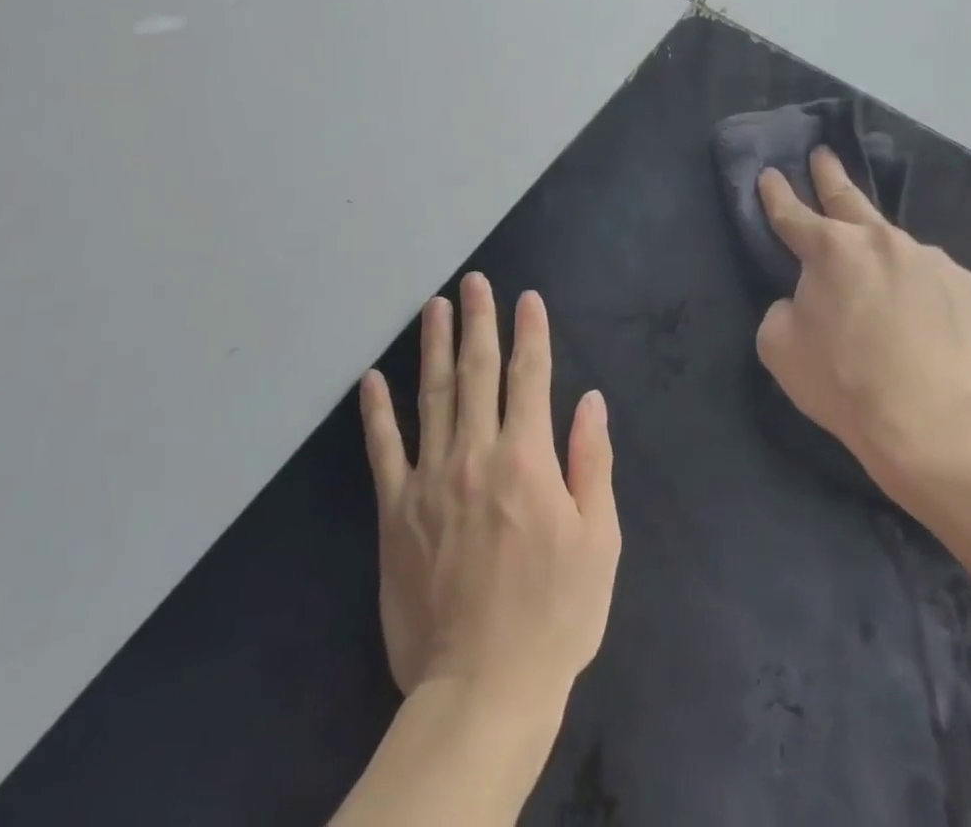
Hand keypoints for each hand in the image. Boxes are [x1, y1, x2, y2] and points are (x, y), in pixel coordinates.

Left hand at [359, 274, 620, 721]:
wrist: (482, 690)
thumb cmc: (554, 616)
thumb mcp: (599, 541)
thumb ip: (592, 462)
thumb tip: (590, 401)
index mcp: (527, 459)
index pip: (530, 377)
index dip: (531, 333)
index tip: (527, 298)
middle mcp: (476, 455)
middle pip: (477, 372)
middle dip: (478, 322)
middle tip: (473, 281)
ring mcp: (430, 480)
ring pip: (431, 396)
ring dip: (433, 346)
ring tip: (434, 307)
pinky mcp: (396, 512)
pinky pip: (383, 451)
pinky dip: (376, 413)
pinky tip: (370, 380)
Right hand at [756, 148, 970, 496]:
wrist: (931, 423)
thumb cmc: (843, 382)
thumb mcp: (779, 346)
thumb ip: (782, 307)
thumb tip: (803, 299)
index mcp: (830, 249)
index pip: (791, 213)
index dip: (776, 193)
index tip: (769, 174)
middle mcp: (880, 240)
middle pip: (848, 199)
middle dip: (830, 176)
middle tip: (823, 155)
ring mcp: (929, 258)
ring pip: (894, 247)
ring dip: (880, 254)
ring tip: (879, 281)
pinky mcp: (966, 285)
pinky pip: (931, 279)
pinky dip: (918, 289)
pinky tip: (919, 318)